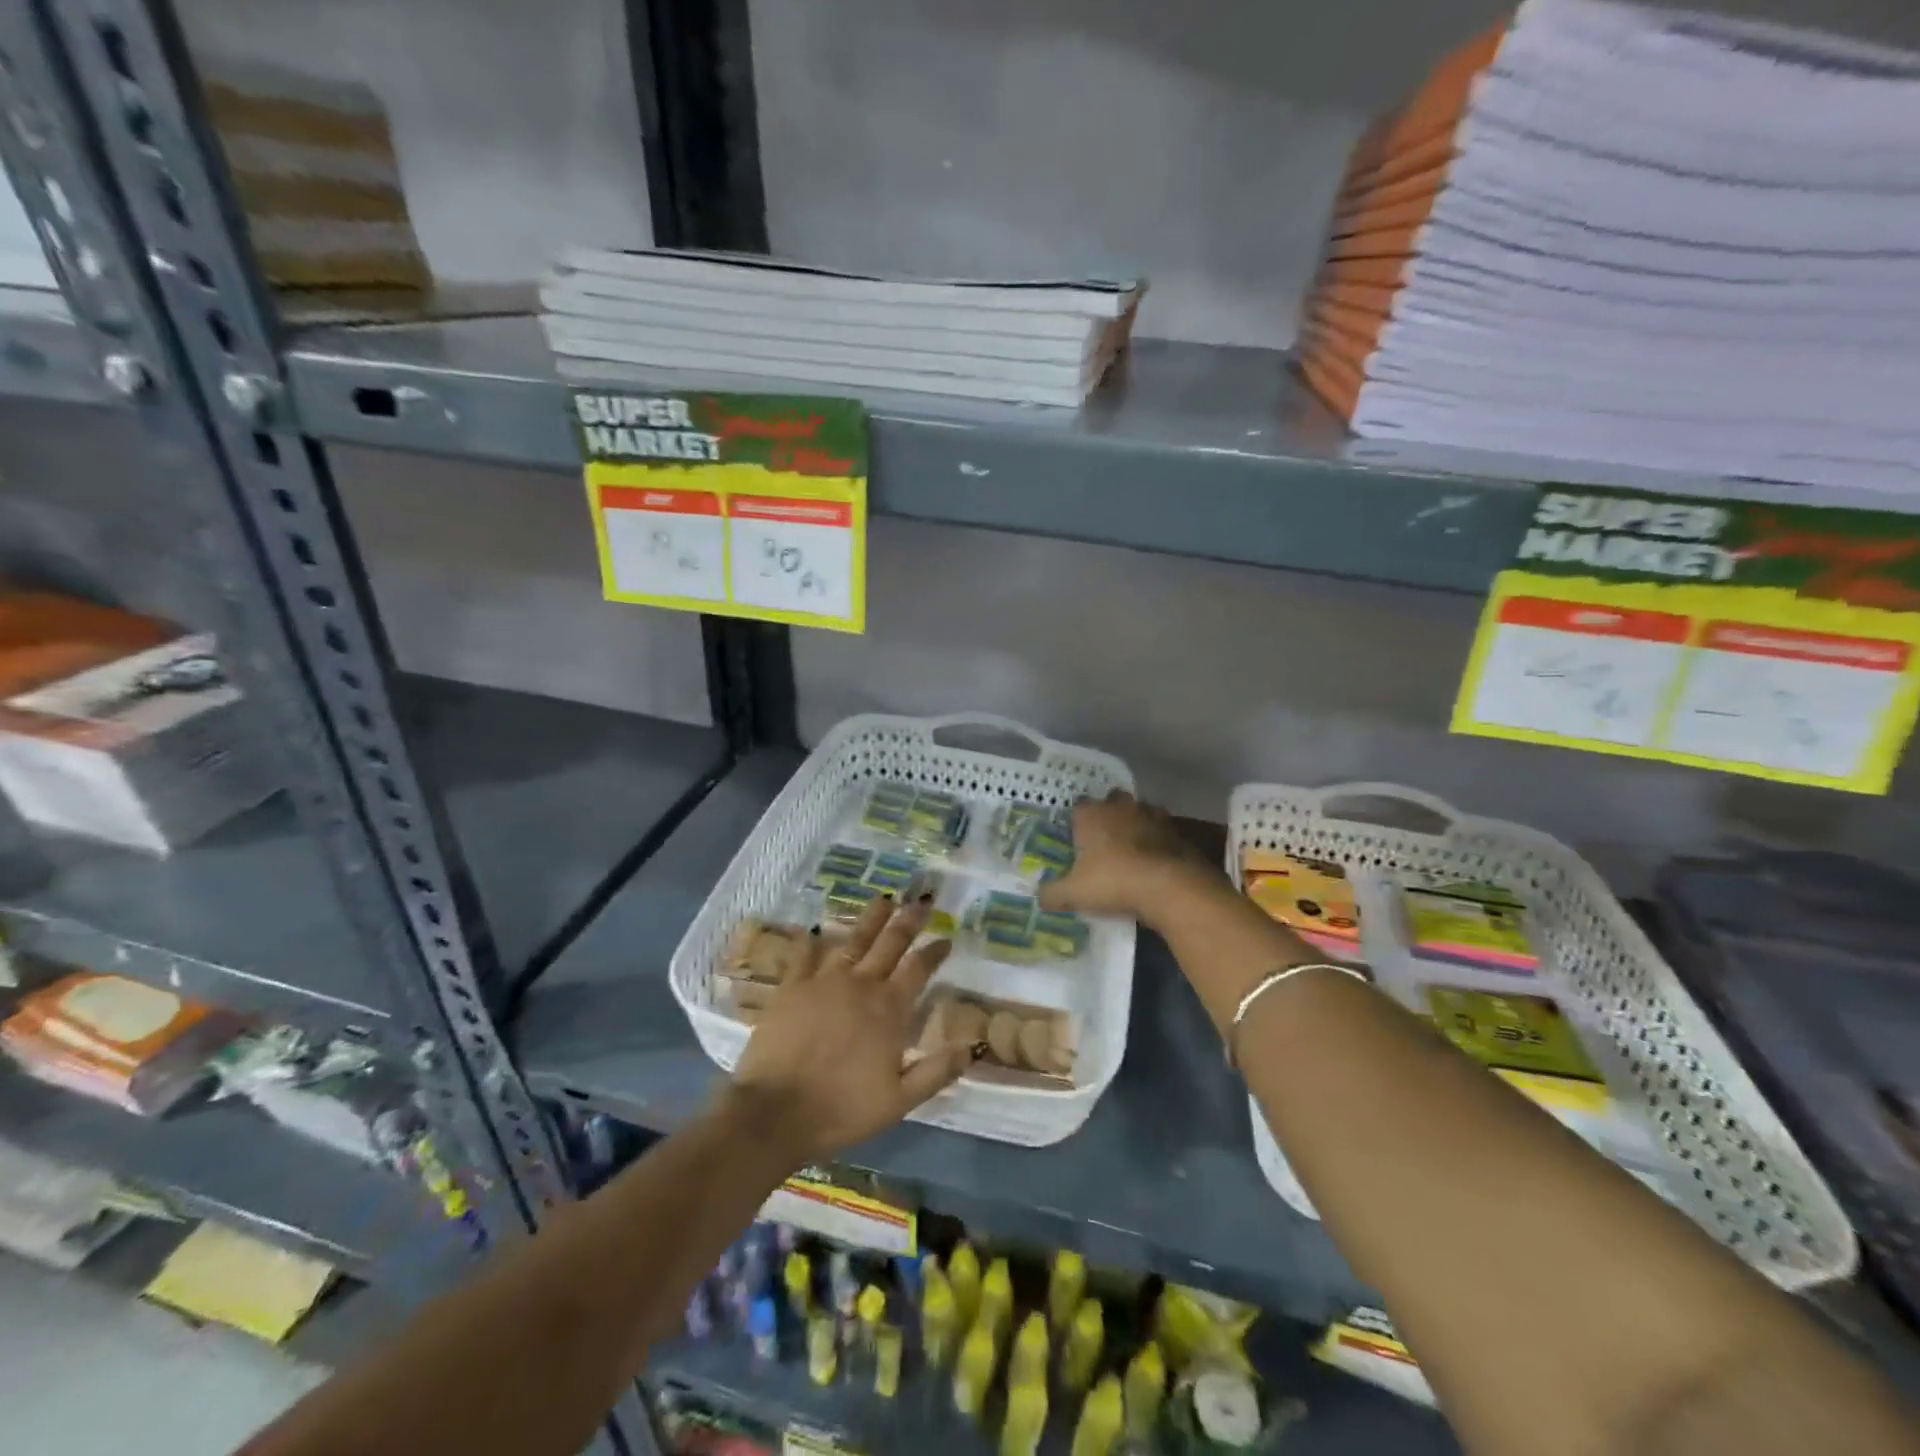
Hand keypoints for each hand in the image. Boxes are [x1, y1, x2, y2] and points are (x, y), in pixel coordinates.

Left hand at [725, 895, 977, 1163]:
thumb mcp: (900, 1101)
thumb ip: (936, 1071)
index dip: (934, 952)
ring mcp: (823, 981)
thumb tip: (972, 1045)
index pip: (919, 969)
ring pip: (853, 939)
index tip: (946, 939)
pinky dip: (813, 940)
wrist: (776, 1112)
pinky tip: (818, 928)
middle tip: (921, 901)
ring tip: (883, 899)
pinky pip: (804, 955)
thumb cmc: (842, 1109)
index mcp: (888, 1009)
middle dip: (908, 920)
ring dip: (870, 918)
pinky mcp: (792, 987)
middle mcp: (860, 985)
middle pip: (890, 943)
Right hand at [1039, 790, 1223, 925]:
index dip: (1077, 820)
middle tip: (1104, 838)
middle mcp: (1119, 807)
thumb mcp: (1074, 893)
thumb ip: (1052, 893)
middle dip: (1108, 813)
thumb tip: (1039, 896)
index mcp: (1091, 815)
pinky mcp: (1175, 830)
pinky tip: (1155, 859)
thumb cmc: (1113, 882)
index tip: (1076, 837)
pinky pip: (1162, 829)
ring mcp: (1150, 815)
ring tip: (1131, 847)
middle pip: (1111, 800)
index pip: (1078, 806)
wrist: (1168, 886)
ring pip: (1139, 811)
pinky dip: (1158, 839)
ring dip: (1135, 823)